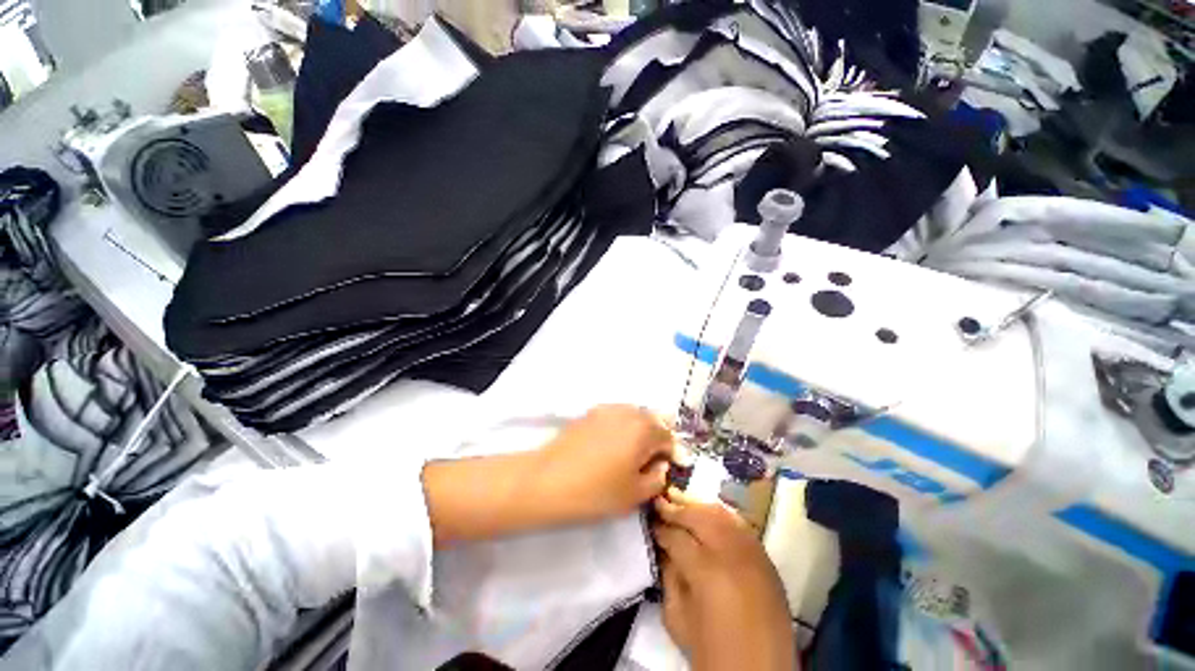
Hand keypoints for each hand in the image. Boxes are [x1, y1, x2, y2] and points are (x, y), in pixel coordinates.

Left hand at [535, 405, 674, 524]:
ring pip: (634, 414)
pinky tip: (613, 443)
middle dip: (657, 437)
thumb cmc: (596, 491)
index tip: (669, 468)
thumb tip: (660, 466)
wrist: (548, 480)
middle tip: (653, 459)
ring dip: (640, 428)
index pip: (668, 437)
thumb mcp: (635, 494)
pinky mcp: (590, 413)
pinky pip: (616, 415)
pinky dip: (622, 425)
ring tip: (633, 451)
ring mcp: (607, 409)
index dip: (672, 453)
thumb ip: (657, 478)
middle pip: (652, 419)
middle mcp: (629, 412)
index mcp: (644, 429)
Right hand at [653, 488, 795, 670]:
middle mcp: (733, 554)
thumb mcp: (677, 618)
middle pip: (700, 515)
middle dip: (677, 506)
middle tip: (660, 501)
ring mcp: (754, 554)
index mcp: (707, 572)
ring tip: (680, 500)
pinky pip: (741, 525)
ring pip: (722, 514)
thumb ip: (668, 575)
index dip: (659, 526)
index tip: (649, 521)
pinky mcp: (767, 559)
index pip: (676, 535)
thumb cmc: (712, 653)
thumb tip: (661, 545)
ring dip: (698, 505)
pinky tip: (707, 514)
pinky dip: (721, 515)